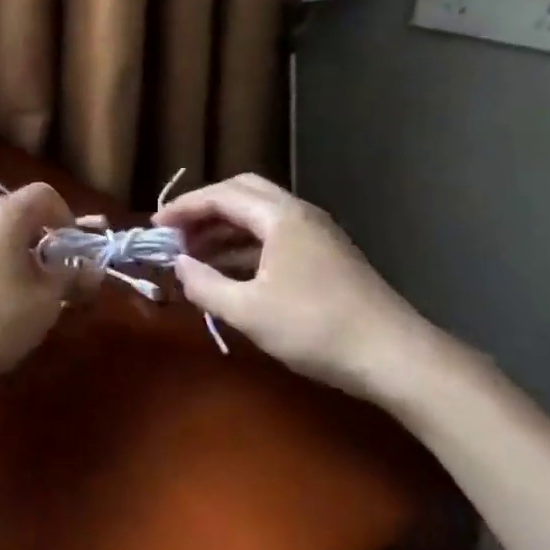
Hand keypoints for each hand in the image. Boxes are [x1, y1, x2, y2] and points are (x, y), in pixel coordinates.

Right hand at [154, 173, 445, 404]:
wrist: (393, 356)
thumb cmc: (315, 328)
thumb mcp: (248, 311)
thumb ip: (205, 285)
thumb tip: (178, 266)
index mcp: (281, 217)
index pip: (222, 195)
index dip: (184, 207)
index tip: (155, 225)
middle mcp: (300, 214)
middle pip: (244, 194)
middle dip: (205, 210)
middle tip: (177, 234)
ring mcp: (318, 234)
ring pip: (261, 216)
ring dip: (225, 229)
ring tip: (194, 255)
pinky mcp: (327, 256)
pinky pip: (275, 237)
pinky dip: (245, 246)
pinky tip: (230, 273)